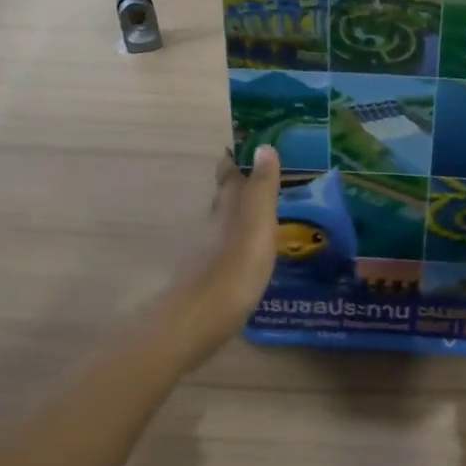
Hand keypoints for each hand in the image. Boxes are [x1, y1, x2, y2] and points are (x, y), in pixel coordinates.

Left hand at [166, 146, 281, 361]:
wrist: (199, 321)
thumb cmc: (233, 268)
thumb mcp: (257, 224)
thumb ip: (262, 188)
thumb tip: (264, 146)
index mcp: (226, 207)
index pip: (229, 172)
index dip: (237, 157)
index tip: (253, 144)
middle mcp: (213, 224)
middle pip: (225, 196)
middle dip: (242, 182)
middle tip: (267, 175)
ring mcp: (209, 252)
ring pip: (226, 221)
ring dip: (242, 212)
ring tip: (267, 209)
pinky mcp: (212, 277)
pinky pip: (229, 247)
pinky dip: (242, 240)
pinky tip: (254, 250)